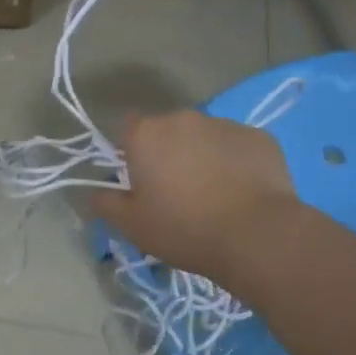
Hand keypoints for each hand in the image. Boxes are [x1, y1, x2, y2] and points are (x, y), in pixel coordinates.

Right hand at [90, 111, 296, 284]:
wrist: (256, 235)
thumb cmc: (184, 228)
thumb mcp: (132, 225)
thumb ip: (105, 203)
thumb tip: (96, 192)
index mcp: (147, 134)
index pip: (127, 129)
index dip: (130, 153)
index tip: (140, 181)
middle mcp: (184, 118)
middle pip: (167, 131)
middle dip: (168, 154)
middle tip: (176, 192)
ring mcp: (225, 124)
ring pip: (204, 137)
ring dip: (202, 156)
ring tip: (214, 194)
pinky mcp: (259, 137)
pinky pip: (237, 146)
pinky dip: (235, 162)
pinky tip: (242, 192)